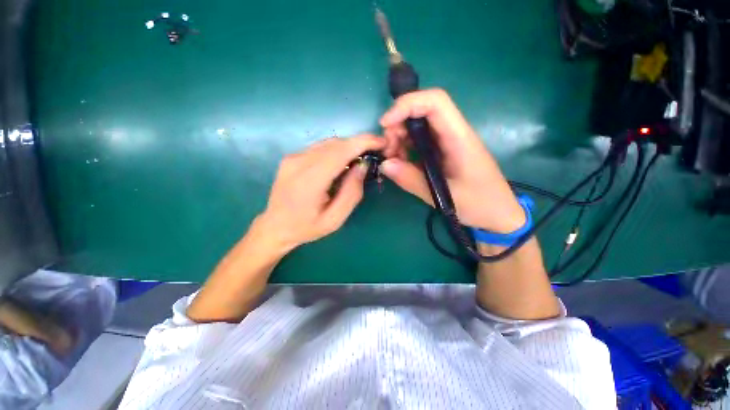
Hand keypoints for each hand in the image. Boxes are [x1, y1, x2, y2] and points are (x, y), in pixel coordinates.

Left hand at [258, 135, 385, 251]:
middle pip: (335, 143)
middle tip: (375, 152)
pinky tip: (342, 162)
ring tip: (360, 158)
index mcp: (309, 181)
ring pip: (328, 143)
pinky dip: (336, 150)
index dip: (362, 142)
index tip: (381, 142)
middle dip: (358, 143)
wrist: (275, 227)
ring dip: (348, 146)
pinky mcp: (291, 157)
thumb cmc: (307, 228)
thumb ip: (351, 193)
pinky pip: (319, 147)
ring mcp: (292, 157)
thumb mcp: (335, 219)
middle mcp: (299, 163)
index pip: (340, 151)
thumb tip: (362, 166)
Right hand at [380, 89, 524, 233]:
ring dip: (400, 139)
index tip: (385, 124)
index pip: (435, 102)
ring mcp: (447, 144)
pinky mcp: (442, 153)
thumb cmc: (479, 204)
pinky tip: (401, 165)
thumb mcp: (443, 197)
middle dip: (398, 126)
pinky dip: (405, 150)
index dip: (407, 105)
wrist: (498, 214)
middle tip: (387, 151)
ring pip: (418, 128)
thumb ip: (411, 180)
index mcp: (459, 138)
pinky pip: (419, 143)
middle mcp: (453, 134)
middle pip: (422, 112)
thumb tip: (384, 164)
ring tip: (392, 161)